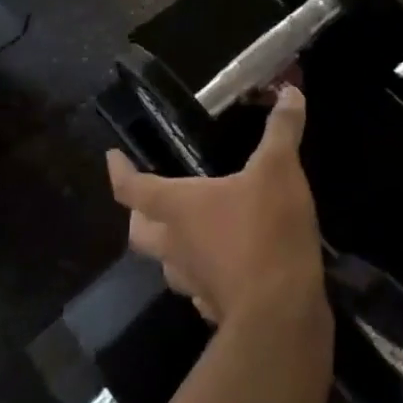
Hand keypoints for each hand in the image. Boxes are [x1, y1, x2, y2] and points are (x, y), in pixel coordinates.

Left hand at [107, 87, 324, 324]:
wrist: (281, 312)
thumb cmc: (266, 230)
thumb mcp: (279, 169)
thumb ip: (282, 130)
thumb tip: (290, 90)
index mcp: (179, 207)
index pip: (132, 189)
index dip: (119, 171)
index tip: (111, 157)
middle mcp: (176, 245)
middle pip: (140, 232)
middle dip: (138, 215)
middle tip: (148, 200)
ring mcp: (193, 282)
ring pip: (168, 263)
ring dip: (171, 246)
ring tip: (190, 230)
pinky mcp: (217, 308)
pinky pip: (199, 288)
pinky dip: (205, 273)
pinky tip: (224, 266)